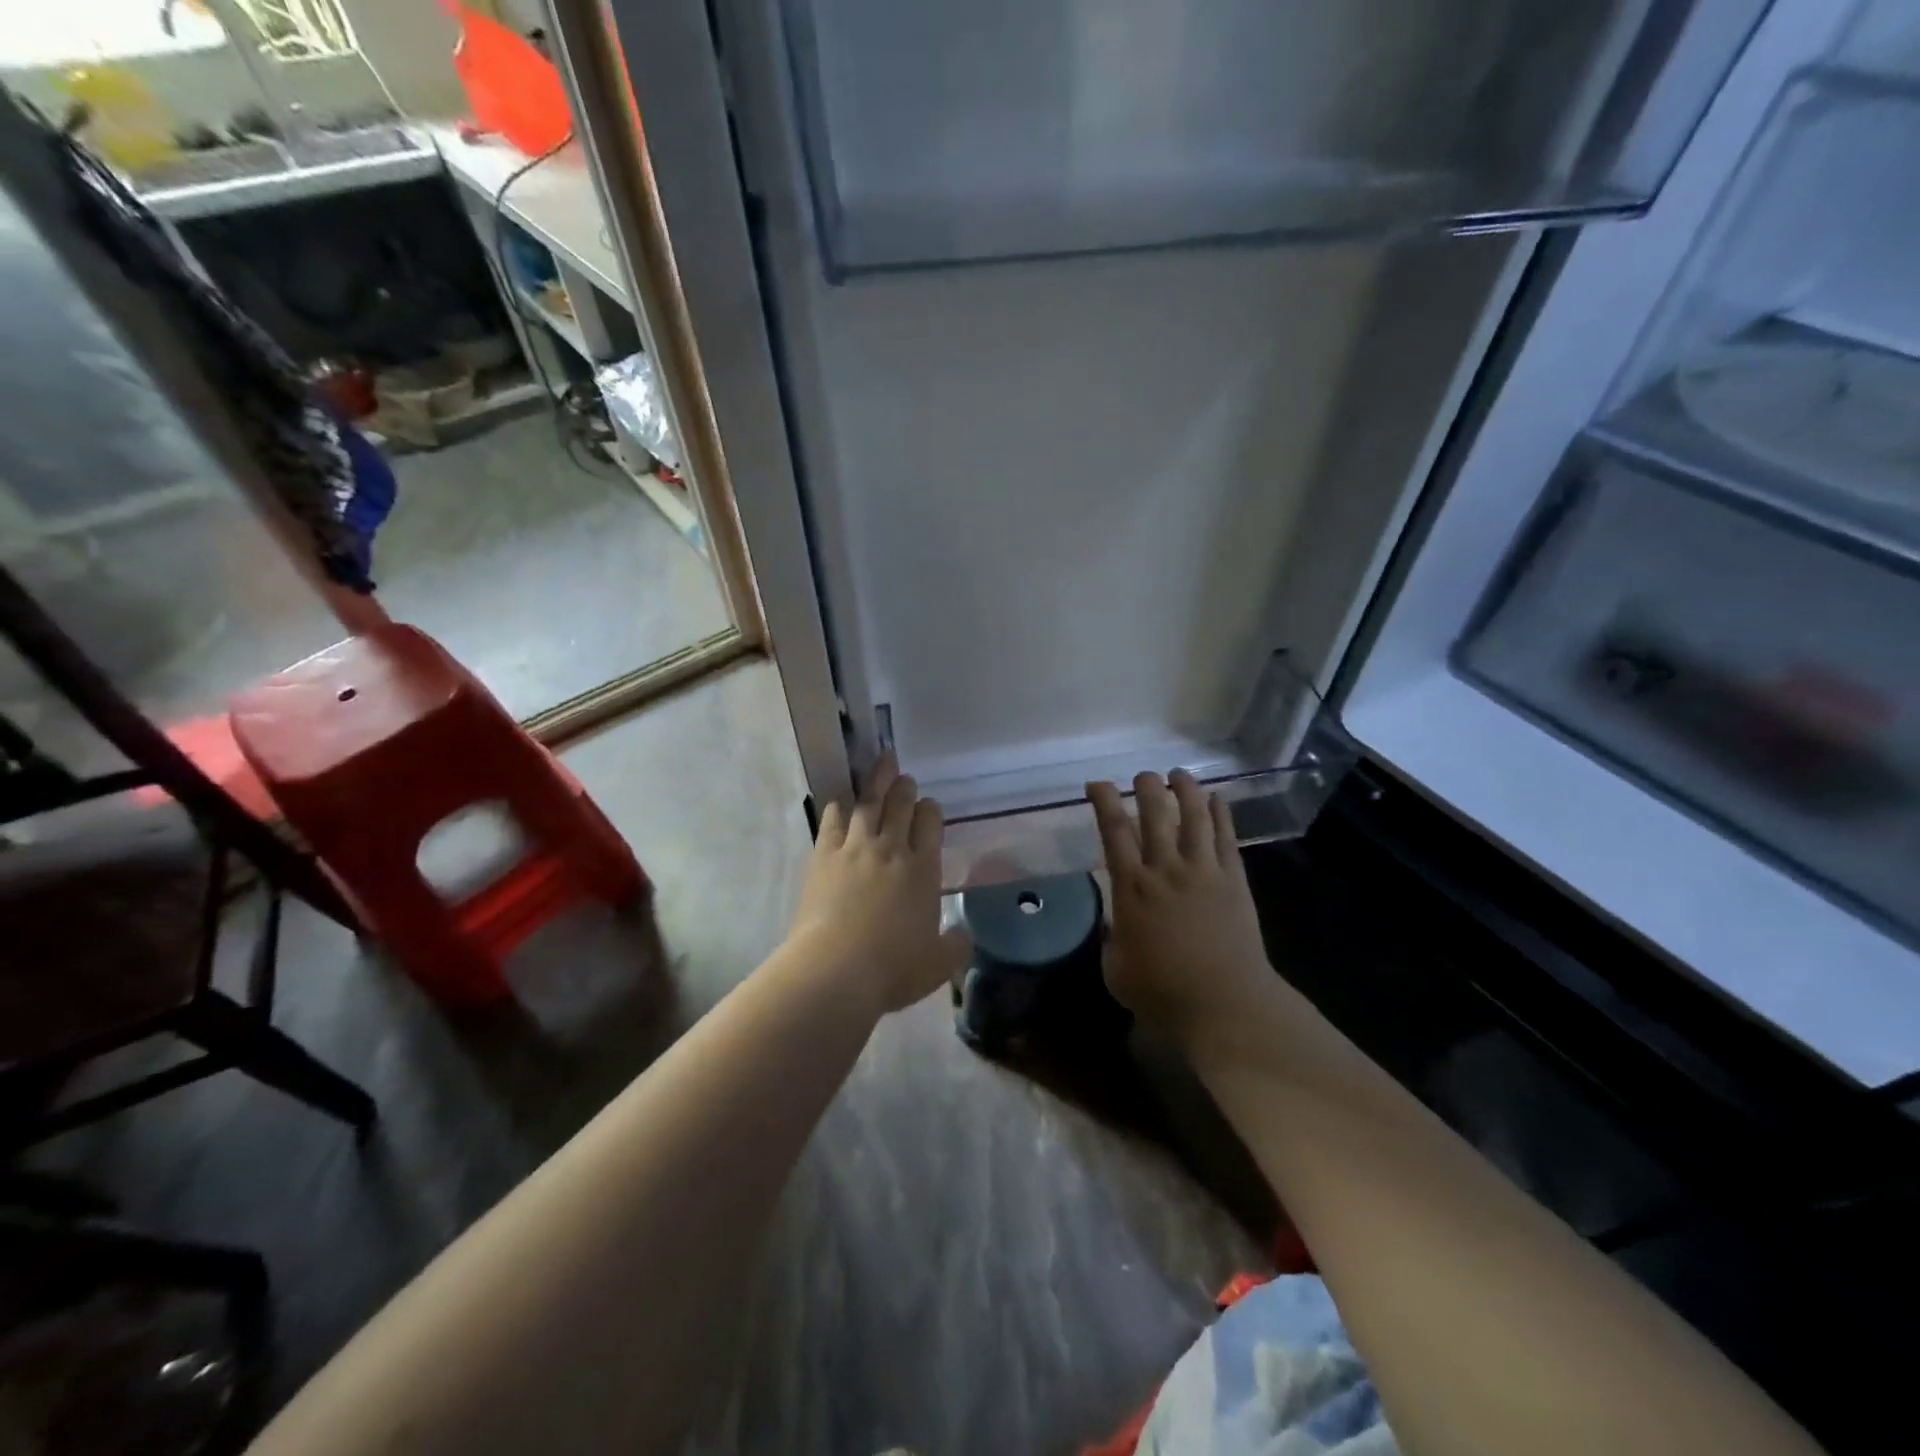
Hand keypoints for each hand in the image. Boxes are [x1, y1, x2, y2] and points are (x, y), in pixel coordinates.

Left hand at [787, 756, 971, 1014]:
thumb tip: (964, 935)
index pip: (931, 824)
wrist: (835, 970)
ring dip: (877, 782)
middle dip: (905, 788)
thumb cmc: (893, 969)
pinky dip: (839, 807)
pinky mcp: (823, 856)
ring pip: (868, 803)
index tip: (929, 808)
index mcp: (923, 870)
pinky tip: (840, 801)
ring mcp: (855, 849)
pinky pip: (833, 821)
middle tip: (905, 778)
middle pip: (901, 805)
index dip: (931, 811)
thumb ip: (956, 945)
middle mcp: (891, 850)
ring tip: (882, 765)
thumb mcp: (938, 964)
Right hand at [1087, 770, 1273, 1042]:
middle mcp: (1166, 870)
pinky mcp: (1233, 880)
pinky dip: (1221, 814)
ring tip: (1179, 774)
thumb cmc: (1162, 991)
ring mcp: (1203, 872)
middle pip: (1155, 814)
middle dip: (1147, 787)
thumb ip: (1112, 939)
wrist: (1223, 1004)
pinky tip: (1217, 798)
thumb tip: (1115, 924)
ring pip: (1194, 817)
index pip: (1113, 832)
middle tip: (1143, 776)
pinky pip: (1226, 838)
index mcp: (1131, 888)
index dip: (1104, 801)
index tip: (1097, 784)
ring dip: (1185, 790)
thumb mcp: (1116, 969)